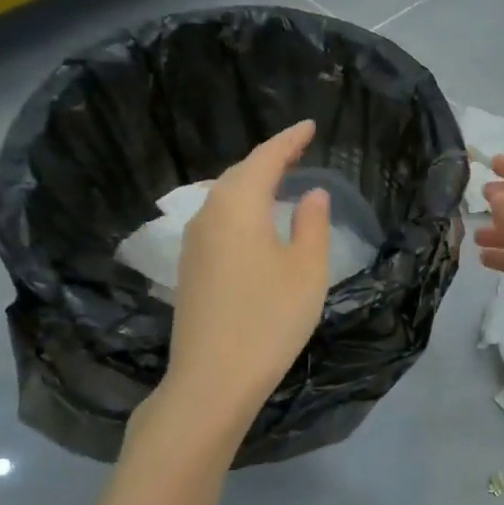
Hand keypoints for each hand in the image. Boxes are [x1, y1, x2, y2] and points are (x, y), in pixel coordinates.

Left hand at [161, 120, 331, 422]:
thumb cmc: (269, 319)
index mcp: (238, 205)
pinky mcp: (190, 269)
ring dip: (253, 184)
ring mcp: (194, 243)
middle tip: (298, 151)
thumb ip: (313, 225)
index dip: (289, 140)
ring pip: (224, 198)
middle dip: (269, 159)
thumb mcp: (307, 270)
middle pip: (239, 174)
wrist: (213, 378)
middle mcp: (208, 214)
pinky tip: (256, 224)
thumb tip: (312, 195)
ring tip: (280, 182)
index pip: (265, 158)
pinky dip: (241, 210)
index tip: (309, 125)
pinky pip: (219, 221)